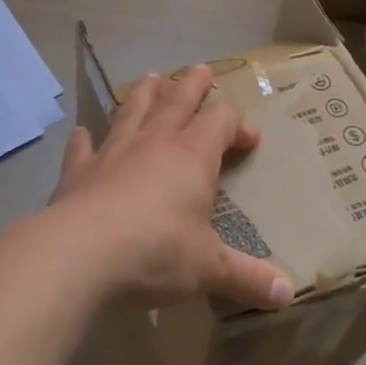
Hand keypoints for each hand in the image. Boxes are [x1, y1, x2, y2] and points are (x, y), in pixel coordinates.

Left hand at [41, 64, 293, 310]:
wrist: (81, 254)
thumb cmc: (156, 252)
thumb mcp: (209, 269)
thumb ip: (247, 278)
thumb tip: (287, 295)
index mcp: (192, 156)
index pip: (221, 120)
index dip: (238, 124)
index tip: (249, 139)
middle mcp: (154, 142)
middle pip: (177, 100)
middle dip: (193, 85)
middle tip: (201, 69)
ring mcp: (113, 152)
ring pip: (133, 110)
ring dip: (144, 93)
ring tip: (152, 78)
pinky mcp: (79, 170)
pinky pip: (83, 147)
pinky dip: (85, 139)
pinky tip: (83, 134)